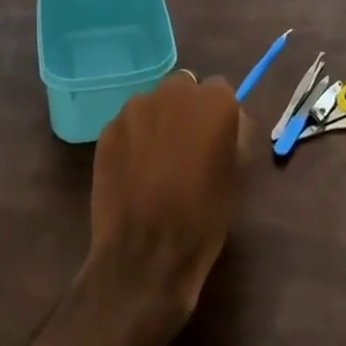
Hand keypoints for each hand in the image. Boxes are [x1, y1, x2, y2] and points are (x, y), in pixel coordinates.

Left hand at [88, 74, 245, 317]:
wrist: (146, 257)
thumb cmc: (203, 218)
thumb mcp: (237, 174)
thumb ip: (236, 134)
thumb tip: (230, 121)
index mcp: (214, 100)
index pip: (219, 90)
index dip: (217, 115)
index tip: (214, 140)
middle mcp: (175, 91)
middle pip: (183, 88)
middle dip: (185, 110)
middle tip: (185, 148)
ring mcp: (137, 107)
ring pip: (152, 104)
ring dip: (157, 122)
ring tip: (155, 162)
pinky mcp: (109, 128)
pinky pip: (128, 125)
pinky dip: (132, 140)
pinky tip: (132, 172)